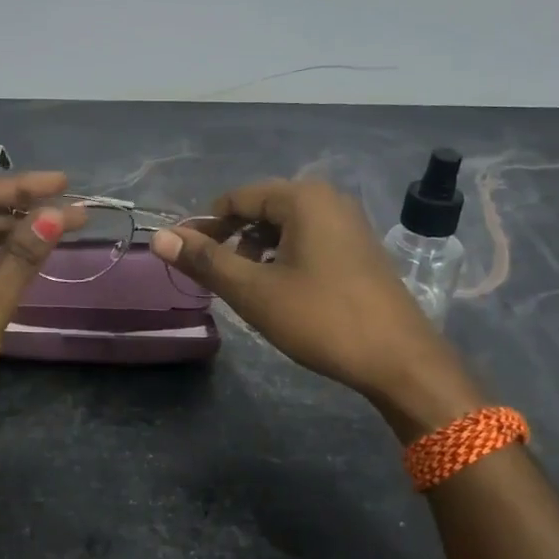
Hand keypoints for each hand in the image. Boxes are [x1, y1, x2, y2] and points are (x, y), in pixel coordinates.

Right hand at [150, 179, 460, 404]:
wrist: (400, 360)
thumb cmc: (321, 319)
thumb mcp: (254, 291)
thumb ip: (205, 261)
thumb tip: (159, 237)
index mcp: (303, 198)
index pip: (237, 198)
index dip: (205, 226)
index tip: (186, 258)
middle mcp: (328, 199)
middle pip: (261, 209)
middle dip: (232, 239)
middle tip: (214, 277)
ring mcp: (349, 223)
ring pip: (285, 227)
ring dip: (257, 251)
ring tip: (245, 287)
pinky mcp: (359, 248)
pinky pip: (308, 240)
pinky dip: (283, 258)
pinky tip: (279, 291)